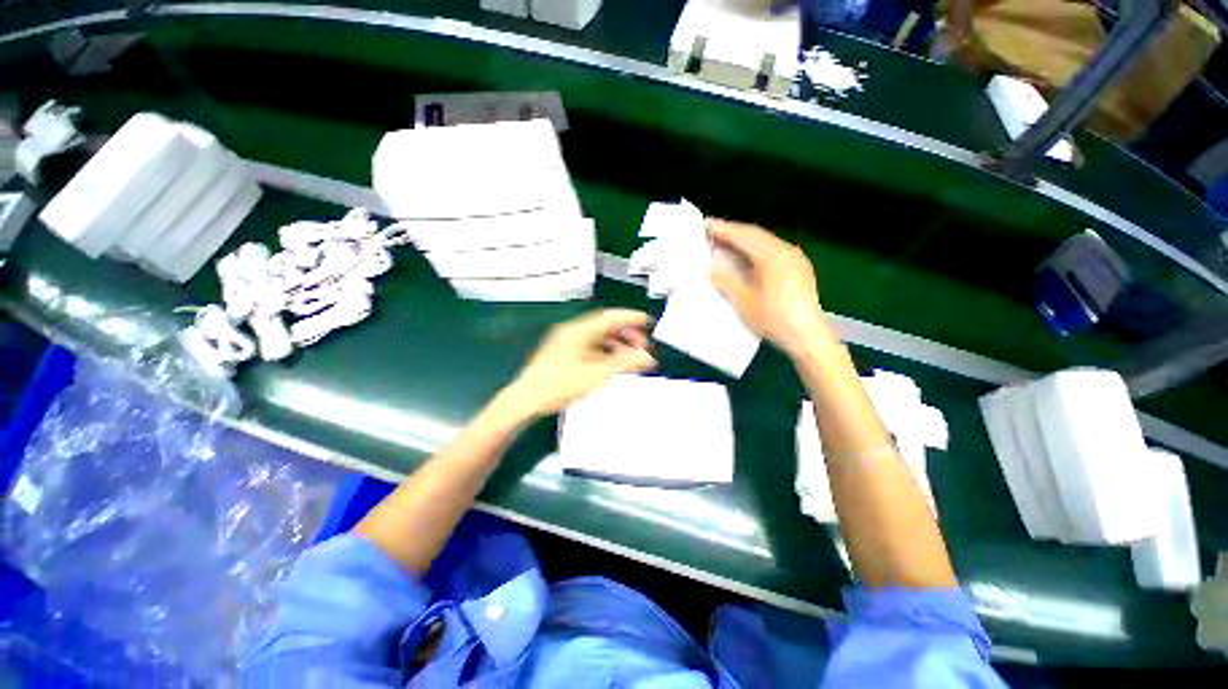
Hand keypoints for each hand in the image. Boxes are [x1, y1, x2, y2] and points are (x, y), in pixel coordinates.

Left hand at [503, 309, 655, 417]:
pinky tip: (612, 363)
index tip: (647, 322)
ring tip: (630, 356)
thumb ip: (624, 363)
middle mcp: (573, 331)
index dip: (631, 318)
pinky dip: (604, 351)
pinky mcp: (563, 353)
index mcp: (580, 330)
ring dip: (616, 344)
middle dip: (626, 334)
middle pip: (605, 326)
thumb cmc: (559, 385)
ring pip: (598, 337)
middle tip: (643, 346)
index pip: (611, 317)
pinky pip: (590, 346)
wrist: (526, 400)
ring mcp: (566, 342)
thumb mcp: (597, 374)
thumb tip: (647, 357)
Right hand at [706, 219, 826, 354]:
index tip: (705, 223)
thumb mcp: (743, 301)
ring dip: (744, 239)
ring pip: (765, 241)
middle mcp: (786, 250)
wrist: (807, 336)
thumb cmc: (773, 318)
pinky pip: (773, 250)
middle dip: (733, 231)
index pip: (744, 235)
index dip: (723, 229)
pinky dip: (756, 248)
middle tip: (711, 230)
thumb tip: (703, 266)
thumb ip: (724, 280)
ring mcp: (795, 258)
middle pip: (755, 234)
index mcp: (773, 256)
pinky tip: (746, 256)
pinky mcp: (799, 268)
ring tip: (725, 241)